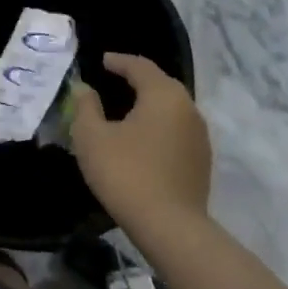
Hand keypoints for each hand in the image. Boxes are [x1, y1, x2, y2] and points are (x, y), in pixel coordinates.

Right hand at [70, 53, 211, 229]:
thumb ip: (85, 107)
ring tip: (125, 109)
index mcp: (163, 95)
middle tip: (112, 80)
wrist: (170, 227)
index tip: (101, 61)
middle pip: (160, 84)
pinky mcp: (201, 160)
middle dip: (136, 80)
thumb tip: (85, 89)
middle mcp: (188, 108)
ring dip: (148, 104)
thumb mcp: (91, 137)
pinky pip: (176, 130)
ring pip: (170, 108)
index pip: (140, 66)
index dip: (118, 61)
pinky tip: (141, 138)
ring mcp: (199, 135)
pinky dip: (157, 125)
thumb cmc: (126, 173)